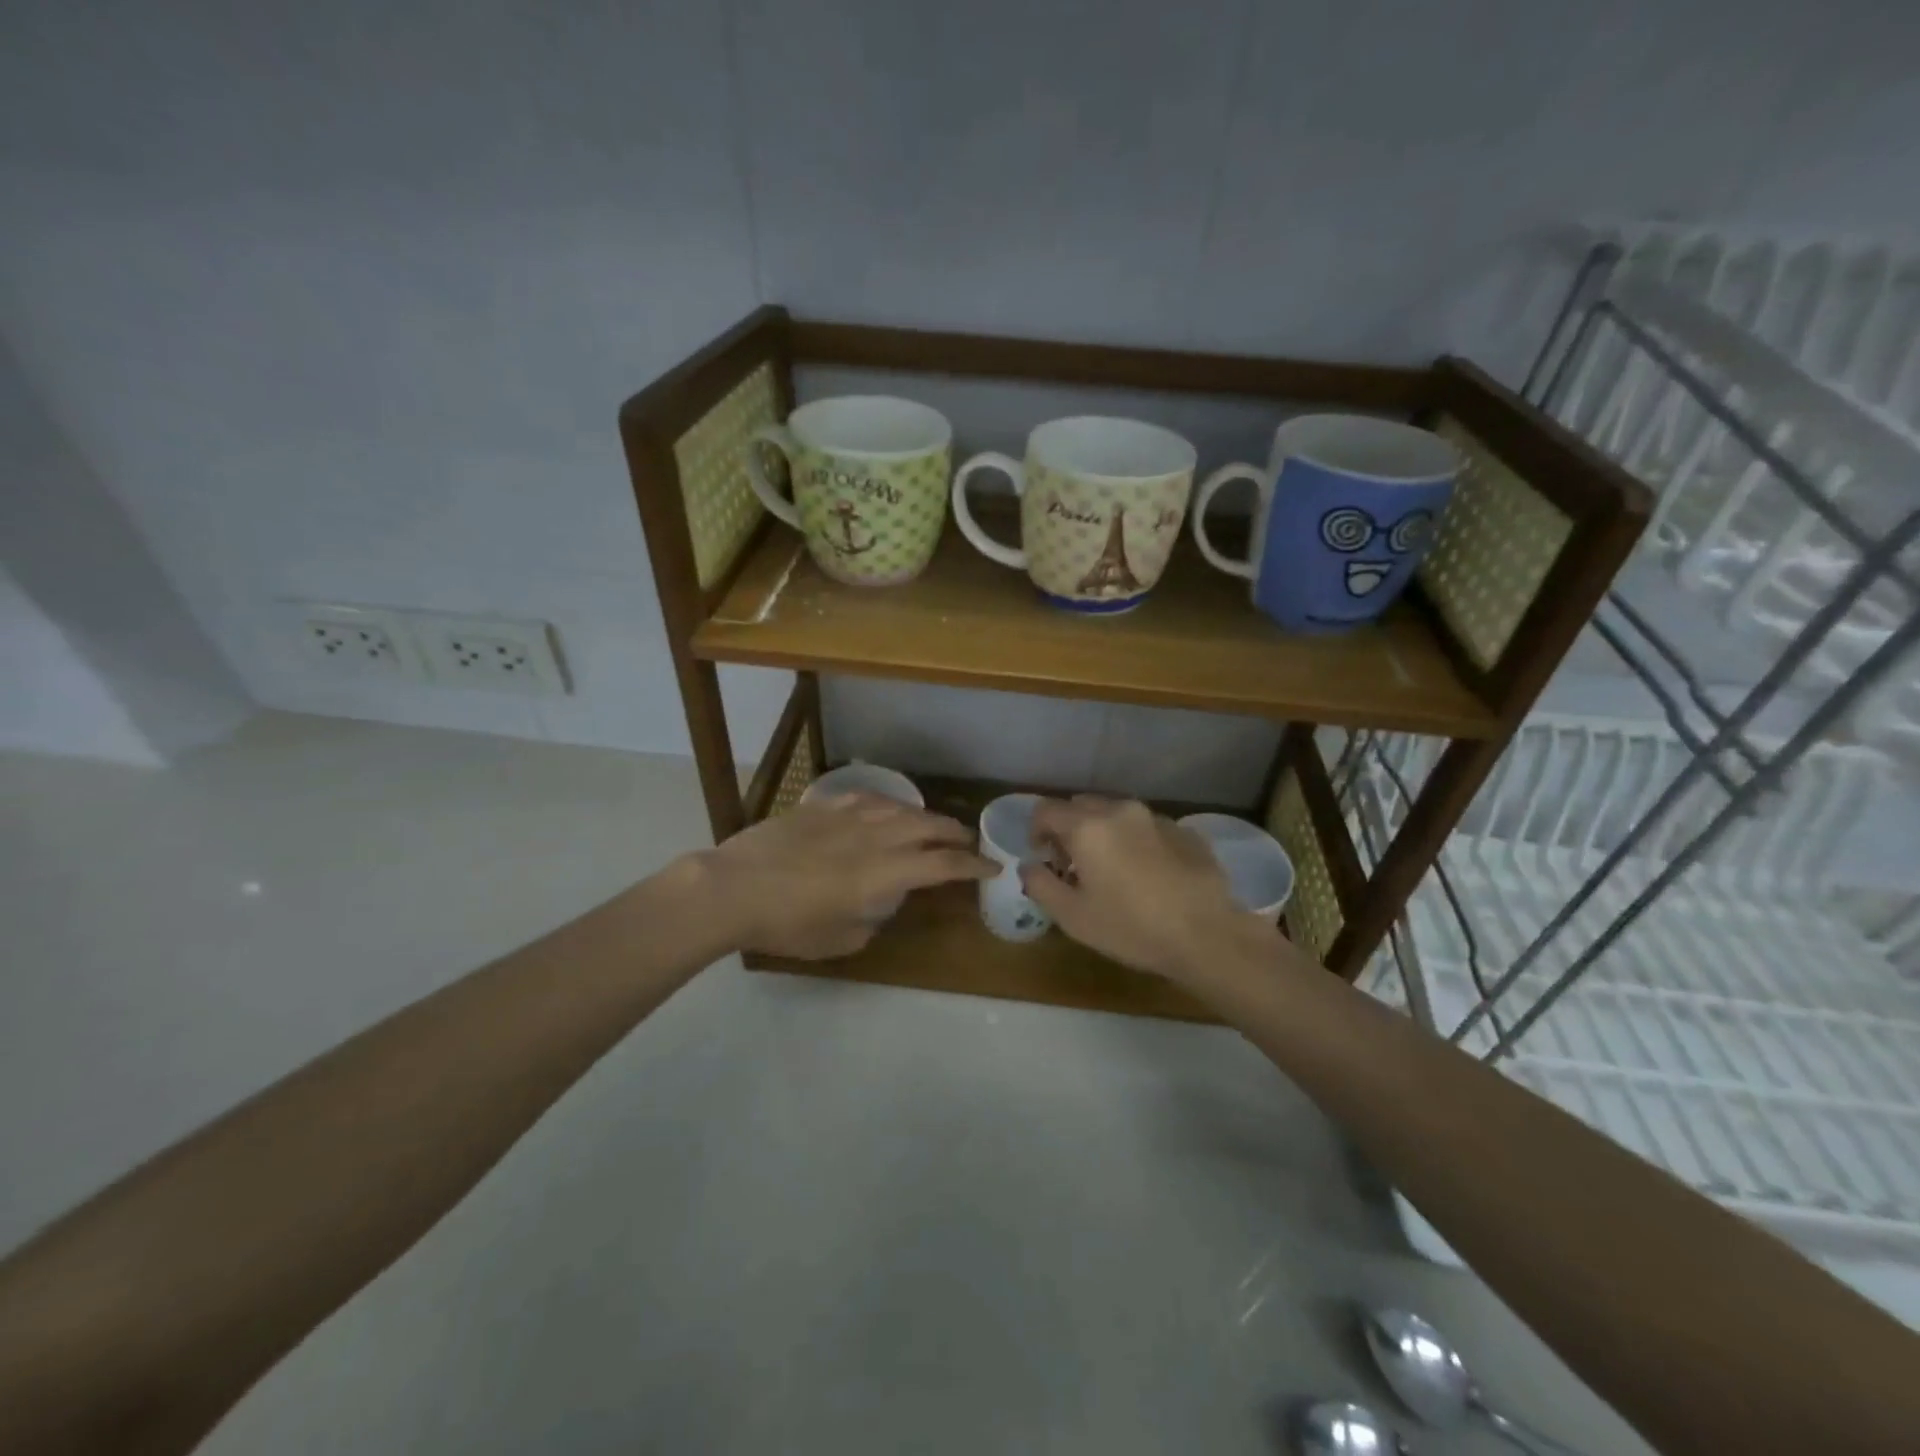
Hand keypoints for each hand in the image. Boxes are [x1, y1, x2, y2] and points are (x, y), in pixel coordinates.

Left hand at [699, 794, 993, 958]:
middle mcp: (876, 838)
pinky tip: (887, 808)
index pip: (943, 865)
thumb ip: (871, 921)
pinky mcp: (823, 807)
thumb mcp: (839, 941)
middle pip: (929, 826)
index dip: (973, 865)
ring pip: (901, 807)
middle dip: (956, 834)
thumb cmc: (787, 924)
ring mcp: (849, 817)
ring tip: (933, 824)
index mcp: (885, 874)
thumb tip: (878, 907)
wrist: (733, 887)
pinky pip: (867, 798)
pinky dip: (888, 804)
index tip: (991, 866)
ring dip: (925, 816)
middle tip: (968, 842)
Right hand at [1023, 796, 1274, 982]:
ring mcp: (1156, 818)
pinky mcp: (1184, 832)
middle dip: (1069, 829)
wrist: (1207, 935)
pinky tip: (1147, 875)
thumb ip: (1040, 884)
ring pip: (1115, 814)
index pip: (1046, 809)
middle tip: (1073, 865)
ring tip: (1111, 870)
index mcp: (1088, 826)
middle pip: (1081, 806)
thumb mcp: (1072, 916)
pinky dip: (1135, 841)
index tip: (1043, 858)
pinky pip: (1146, 827)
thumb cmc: (1131, 927)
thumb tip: (1029, 866)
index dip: (1036, 831)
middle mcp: (1120, 810)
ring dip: (1103, 833)